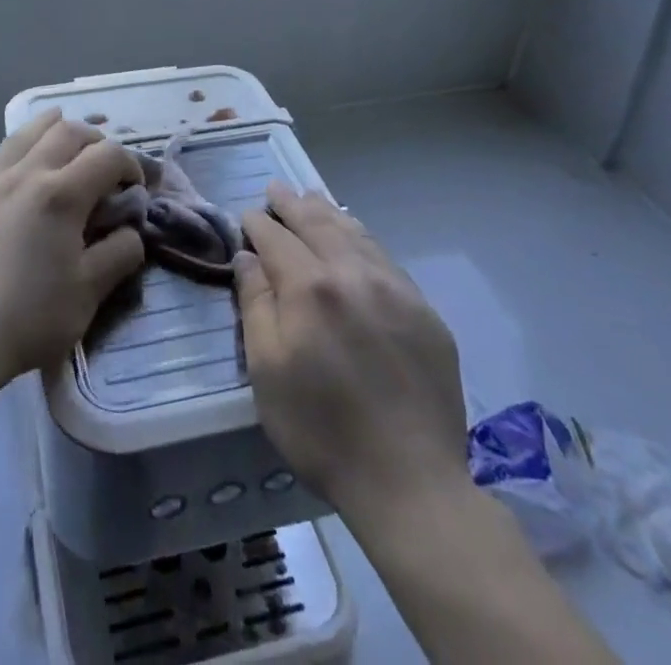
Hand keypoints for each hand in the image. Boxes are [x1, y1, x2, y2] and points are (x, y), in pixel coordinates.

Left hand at [0, 108, 146, 393]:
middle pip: (68, 131)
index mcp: (61, 193)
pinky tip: (18, 173)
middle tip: (106, 168)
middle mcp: (25, 173)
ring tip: (67, 146)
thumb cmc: (32, 317)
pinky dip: (15, 154)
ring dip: (54, 131)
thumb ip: (120, 252)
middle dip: (96, 141)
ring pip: (26, 132)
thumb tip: (130, 229)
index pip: (107, 154)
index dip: (130, 165)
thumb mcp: (91, 291)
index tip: (135, 190)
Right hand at [235, 183, 468, 511]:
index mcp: (309, 287)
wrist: (409, 481)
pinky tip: (354, 235)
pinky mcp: (423, 310)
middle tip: (277, 188)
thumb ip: (255, 304)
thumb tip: (248, 257)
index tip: (247, 217)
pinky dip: (361, 237)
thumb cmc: (320, 429)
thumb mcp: (266, 371)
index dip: (257, 224)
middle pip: (317, 224)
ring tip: (311, 197)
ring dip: (328, 212)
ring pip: (354, 233)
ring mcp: (394, 288)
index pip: (276, 238)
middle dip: (292, 204)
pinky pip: (384, 257)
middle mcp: (352, 273)